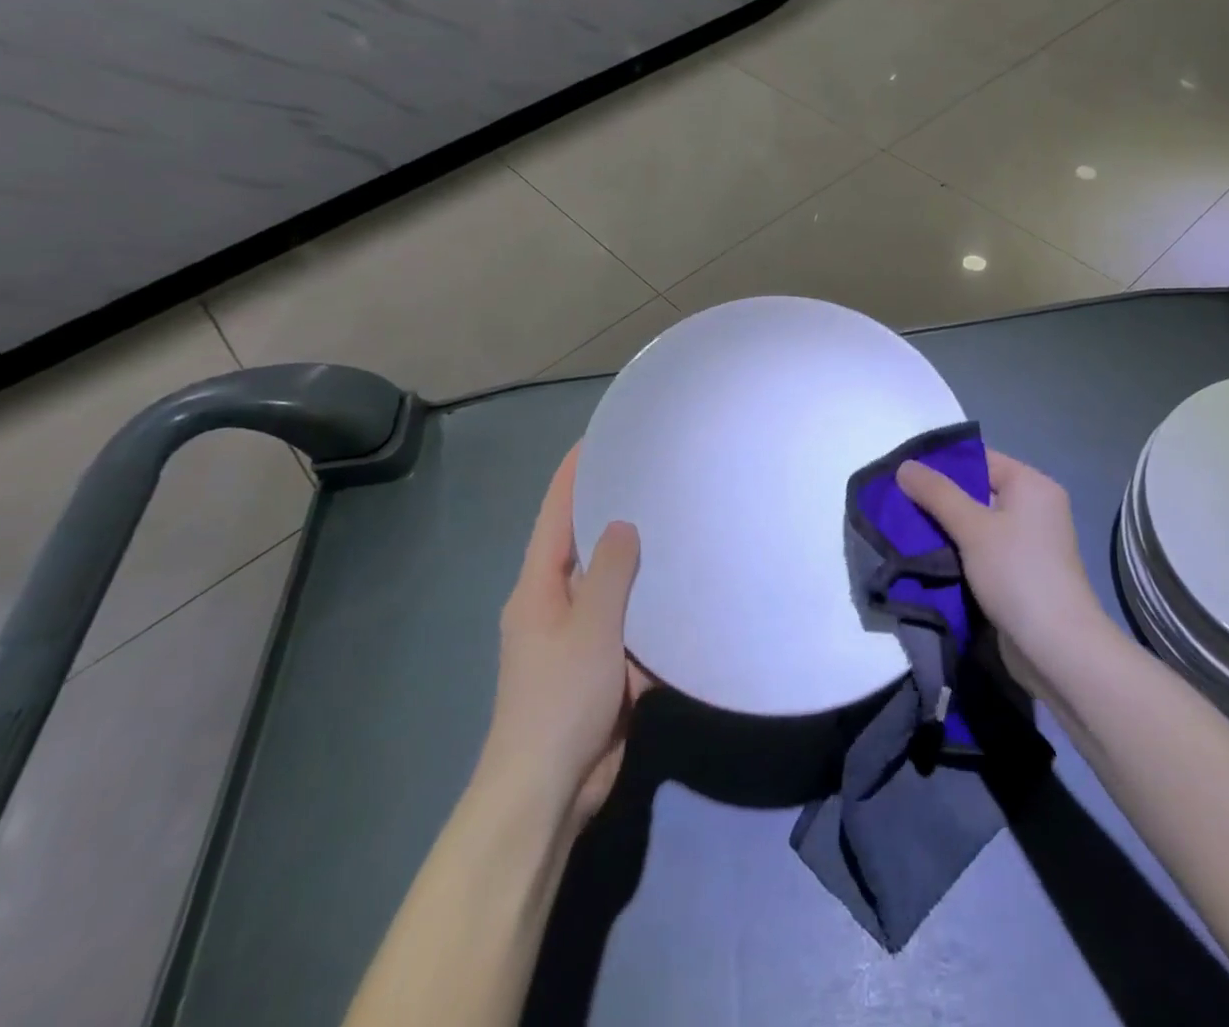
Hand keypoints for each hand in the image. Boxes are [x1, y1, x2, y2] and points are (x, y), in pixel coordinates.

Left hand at [479, 443, 651, 830]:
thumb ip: (610, 571)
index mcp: (538, 587)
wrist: (549, 790)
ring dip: (643, 565)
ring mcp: (581, 638)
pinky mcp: (604, 668)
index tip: (599, 439)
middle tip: (658, 477)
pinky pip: (633, 626)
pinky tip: (689, 593)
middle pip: (587, 547)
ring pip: (616, 588)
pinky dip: (654, 612)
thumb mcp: (589, 626)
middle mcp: (556, 604)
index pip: (556, 515)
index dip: (573, 475)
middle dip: (616, 513)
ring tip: (682, 525)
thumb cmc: (559, 699)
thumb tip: (623, 525)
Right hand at [896, 449, 1111, 697]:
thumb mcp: (972, 527)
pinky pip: (982, 550)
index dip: (940, 465)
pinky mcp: (1020, 573)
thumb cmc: (1017, 574)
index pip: (979, 460)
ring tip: (905, 531)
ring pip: (976, 524)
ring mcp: (1029, 543)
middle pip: (976, 491)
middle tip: (896, 504)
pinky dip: (958, 552)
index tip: (902, 475)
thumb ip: (937, 493)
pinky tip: (928, 558)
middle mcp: (1034, 507)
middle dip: (938, 500)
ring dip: (945, 529)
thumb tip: (904, 465)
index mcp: (1031, 485)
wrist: (1057, 649)